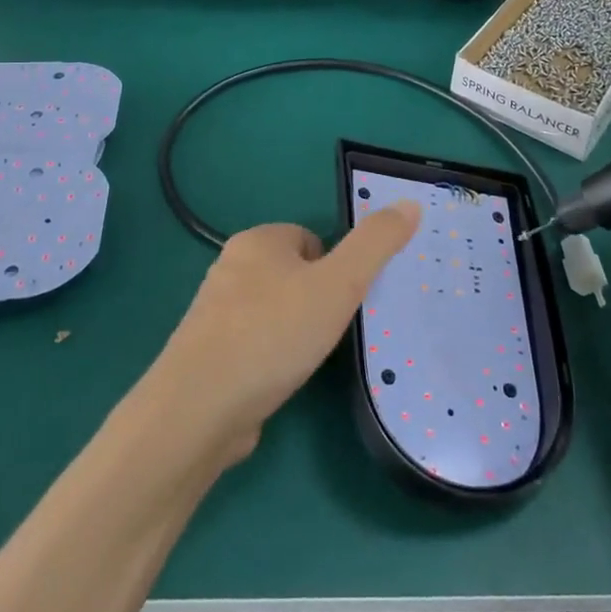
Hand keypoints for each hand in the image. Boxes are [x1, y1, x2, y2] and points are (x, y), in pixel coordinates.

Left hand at [151, 205, 421, 461]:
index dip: (335, 269)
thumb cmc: (274, 333)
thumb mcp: (339, 283)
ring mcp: (214, 313)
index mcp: (258, 240)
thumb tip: (410, 203)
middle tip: (331, 332)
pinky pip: (252, 344)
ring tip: (307, 360)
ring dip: (293, 332)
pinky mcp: (206, 354)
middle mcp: (230, 267)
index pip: (311, 240)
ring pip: (272, 311)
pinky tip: (279, 381)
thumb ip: (376, 244)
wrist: (200, 408)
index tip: (345, 301)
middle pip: (292, 275)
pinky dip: (270, 359)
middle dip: (315, 302)